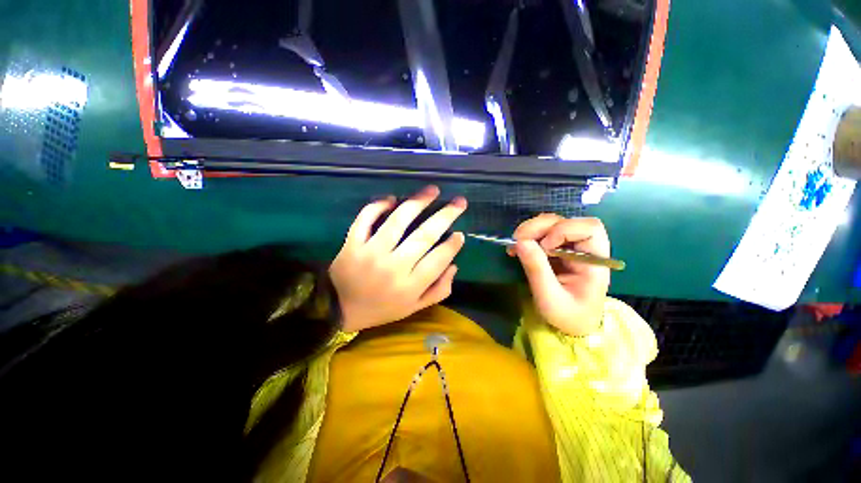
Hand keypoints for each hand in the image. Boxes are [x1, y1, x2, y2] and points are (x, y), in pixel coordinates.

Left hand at [330, 186, 466, 331]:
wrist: (339, 309)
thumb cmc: (381, 308)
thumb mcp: (414, 307)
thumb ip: (438, 290)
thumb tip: (453, 265)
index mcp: (410, 286)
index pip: (438, 259)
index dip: (452, 245)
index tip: (460, 234)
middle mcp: (393, 267)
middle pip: (424, 236)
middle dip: (446, 215)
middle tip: (459, 202)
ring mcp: (371, 253)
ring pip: (398, 221)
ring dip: (418, 202)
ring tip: (433, 190)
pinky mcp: (353, 243)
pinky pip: (366, 218)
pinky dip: (378, 205)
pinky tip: (392, 199)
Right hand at [511, 214, 610, 335]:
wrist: (571, 325)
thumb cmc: (567, 316)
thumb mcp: (550, 298)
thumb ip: (537, 270)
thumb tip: (520, 242)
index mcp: (594, 261)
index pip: (589, 229)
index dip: (564, 230)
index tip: (545, 247)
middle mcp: (584, 249)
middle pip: (567, 221)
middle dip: (540, 227)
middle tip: (518, 240)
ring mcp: (570, 247)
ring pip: (552, 223)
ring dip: (531, 229)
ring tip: (516, 244)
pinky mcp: (557, 249)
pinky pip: (543, 233)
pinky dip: (528, 236)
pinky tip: (518, 247)